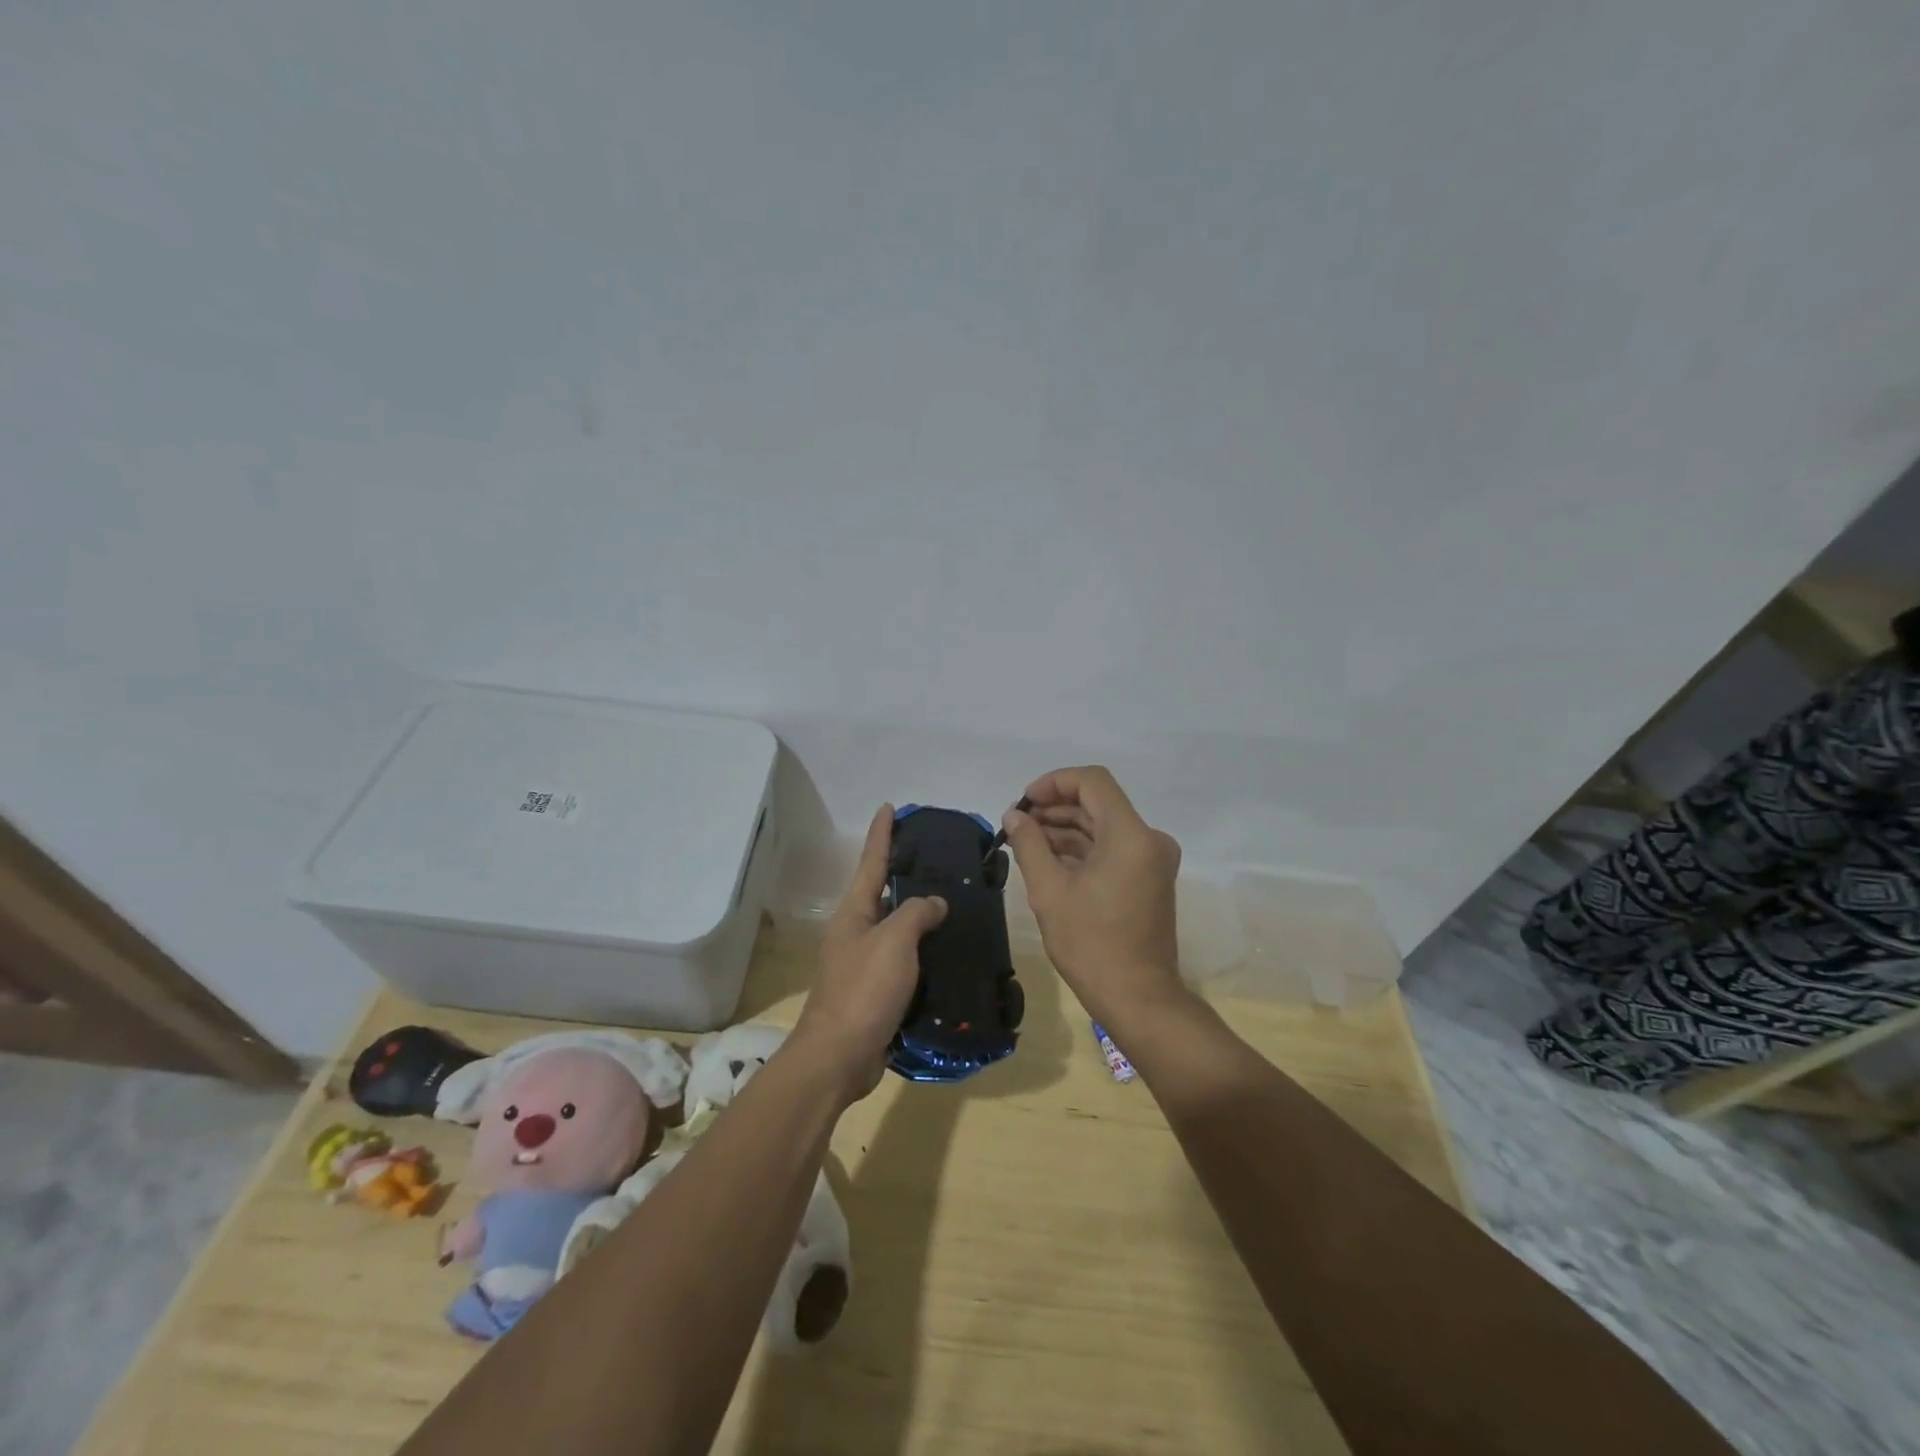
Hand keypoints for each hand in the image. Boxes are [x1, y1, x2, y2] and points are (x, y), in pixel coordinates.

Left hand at [792, 805, 947, 1102]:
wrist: (840, 1056)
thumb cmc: (864, 990)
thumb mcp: (894, 941)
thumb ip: (917, 913)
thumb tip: (934, 903)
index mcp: (855, 912)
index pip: (871, 861)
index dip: (882, 833)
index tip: (890, 807)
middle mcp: (856, 931)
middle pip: (883, 892)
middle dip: (905, 872)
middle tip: (938, 856)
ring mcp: (864, 962)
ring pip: (897, 927)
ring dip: (920, 914)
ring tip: (953, 899)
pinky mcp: (877, 990)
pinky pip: (905, 960)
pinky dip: (924, 950)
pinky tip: (948, 950)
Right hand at [1001, 766, 1185, 1031]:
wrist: (1137, 998)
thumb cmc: (1091, 944)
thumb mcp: (1049, 891)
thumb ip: (1029, 844)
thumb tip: (1014, 815)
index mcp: (1131, 836)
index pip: (1093, 781)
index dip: (1054, 783)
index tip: (1024, 803)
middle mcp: (1149, 839)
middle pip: (1098, 803)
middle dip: (1055, 808)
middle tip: (1017, 823)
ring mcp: (1152, 859)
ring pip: (1103, 825)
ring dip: (1065, 828)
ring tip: (1025, 840)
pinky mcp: (1148, 877)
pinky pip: (1112, 848)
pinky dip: (1081, 848)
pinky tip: (1048, 857)